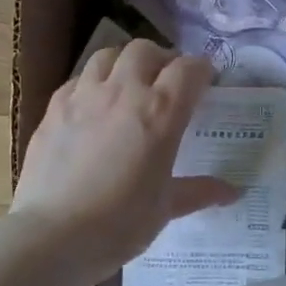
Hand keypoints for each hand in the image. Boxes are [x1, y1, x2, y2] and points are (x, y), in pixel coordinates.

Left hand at [10, 39, 238, 284]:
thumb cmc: (120, 223)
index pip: (188, 69)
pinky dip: (93, 82)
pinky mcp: (53, 108)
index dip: (201, 71)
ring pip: (107, 55)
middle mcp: (123, 91)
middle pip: (146, 50)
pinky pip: (78, 79)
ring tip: (129, 84)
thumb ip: (199, 191)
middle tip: (167, 82)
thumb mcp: (166, 207)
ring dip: (125, 63)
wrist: (53, 235)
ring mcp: (84, 96)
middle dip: (162, 59)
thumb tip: (233, 191)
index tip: (206, 83)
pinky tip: (94, 106)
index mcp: (161, 112)